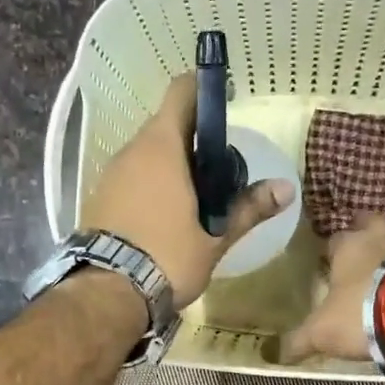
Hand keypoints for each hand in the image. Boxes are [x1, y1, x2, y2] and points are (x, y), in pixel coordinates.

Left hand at [79, 74, 294, 309]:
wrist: (107, 294)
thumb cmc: (167, 258)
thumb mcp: (215, 238)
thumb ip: (249, 209)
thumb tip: (286, 189)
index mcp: (162, 148)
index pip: (182, 93)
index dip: (204, 89)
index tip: (226, 101)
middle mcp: (132, 151)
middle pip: (166, 126)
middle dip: (193, 138)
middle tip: (220, 168)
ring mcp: (110, 173)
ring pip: (146, 153)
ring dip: (170, 164)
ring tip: (196, 197)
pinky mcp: (98, 197)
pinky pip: (130, 176)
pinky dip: (150, 183)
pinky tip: (165, 214)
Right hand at [280, 213, 384, 362]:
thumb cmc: (362, 312)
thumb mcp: (321, 332)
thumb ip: (298, 341)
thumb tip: (270, 354)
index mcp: (347, 247)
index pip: (334, 238)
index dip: (331, 251)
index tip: (328, 264)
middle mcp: (379, 238)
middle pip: (370, 224)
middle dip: (365, 234)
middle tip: (361, 254)